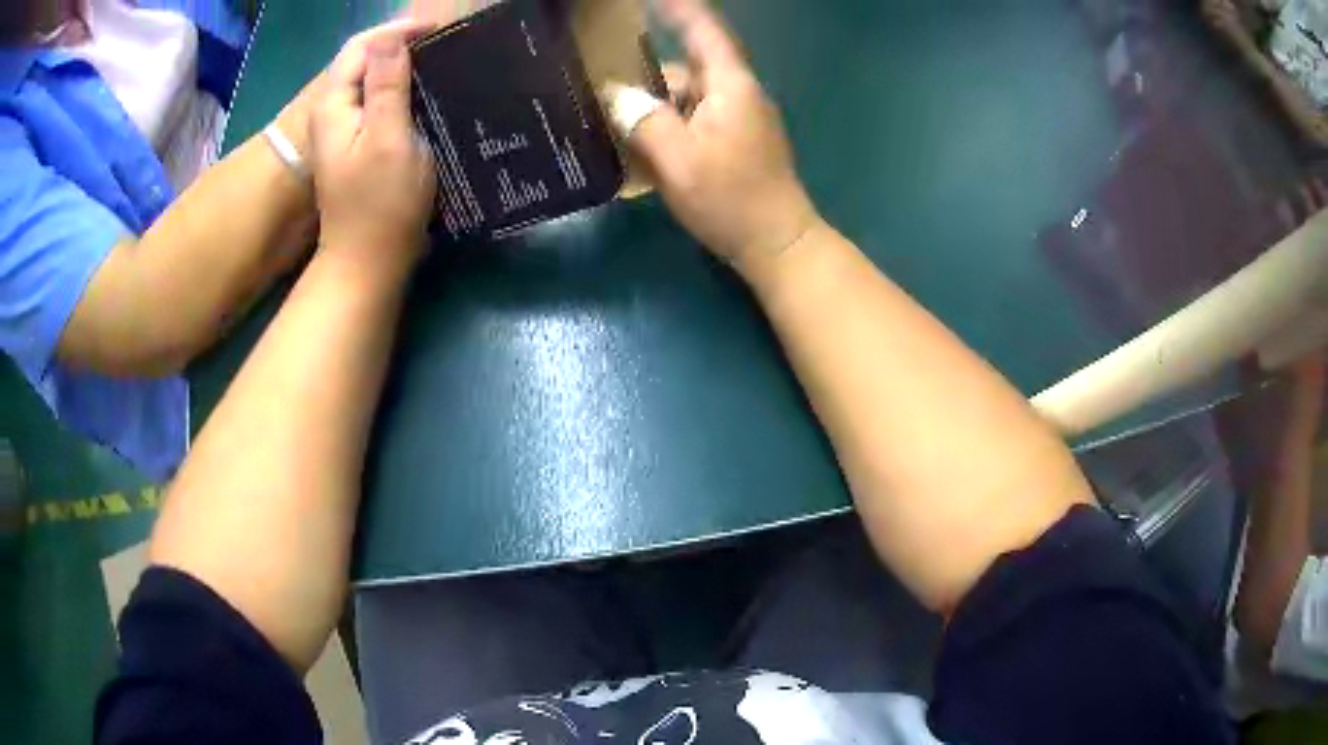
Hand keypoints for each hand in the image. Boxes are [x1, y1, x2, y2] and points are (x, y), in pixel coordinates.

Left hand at [310, 20, 437, 272]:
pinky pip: (382, 104)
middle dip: (405, 48)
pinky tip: (431, 98)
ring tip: (445, 67)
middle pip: (367, 62)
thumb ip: (387, 85)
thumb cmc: (380, 203)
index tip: (441, 30)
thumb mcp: (388, 138)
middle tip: (448, 48)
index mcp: (335, 105)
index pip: (363, 47)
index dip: (400, 31)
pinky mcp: (360, 146)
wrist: (368, 262)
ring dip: (408, 71)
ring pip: (376, 83)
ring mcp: (346, 131)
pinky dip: (406, 94)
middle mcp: (335, 112)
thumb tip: (393, 37)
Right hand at [616, 0, 820, 276]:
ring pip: (687, 100)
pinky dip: (669, 130)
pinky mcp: (737, 142)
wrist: (777, 244)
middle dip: (647, 82)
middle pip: (686, 71)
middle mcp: (738, 94)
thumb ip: (642, 120)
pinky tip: (644, 152)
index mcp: (730, 85)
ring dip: (654, 112)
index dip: (679, 8)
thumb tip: (615, 94)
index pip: (704, 31)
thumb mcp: (677, 159)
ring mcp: (740, 119)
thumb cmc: (730, 199)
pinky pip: (695, 122)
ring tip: (617, 133)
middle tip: (603, 97)